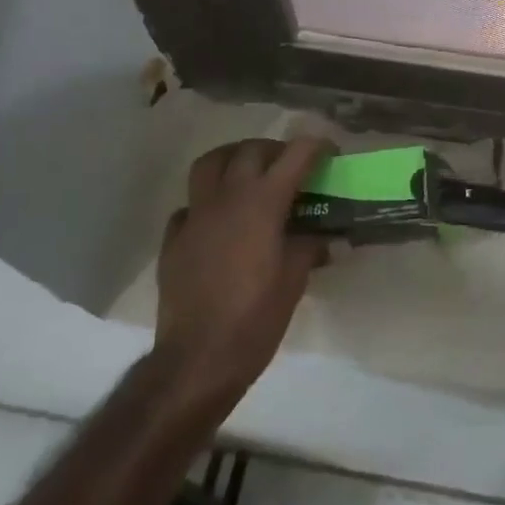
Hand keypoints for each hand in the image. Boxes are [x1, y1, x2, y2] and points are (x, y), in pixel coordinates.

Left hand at [154, 136, 332, 410]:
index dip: (316, 146)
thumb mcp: (294, 280)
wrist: (198, 358)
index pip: (295, 155)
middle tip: (292, 167)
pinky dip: (207, 202)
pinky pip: (190, 205)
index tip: (330, 152)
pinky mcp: (173, 238)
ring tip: (250, 175)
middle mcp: (227, 197)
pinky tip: (219, 222)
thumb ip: (310, 247)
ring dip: (234, 159)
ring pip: (210, 163)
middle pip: (251, 150)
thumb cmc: (256, 317)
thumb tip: (326, 239)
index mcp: (262, 202)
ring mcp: (195, 215)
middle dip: (275, 150)